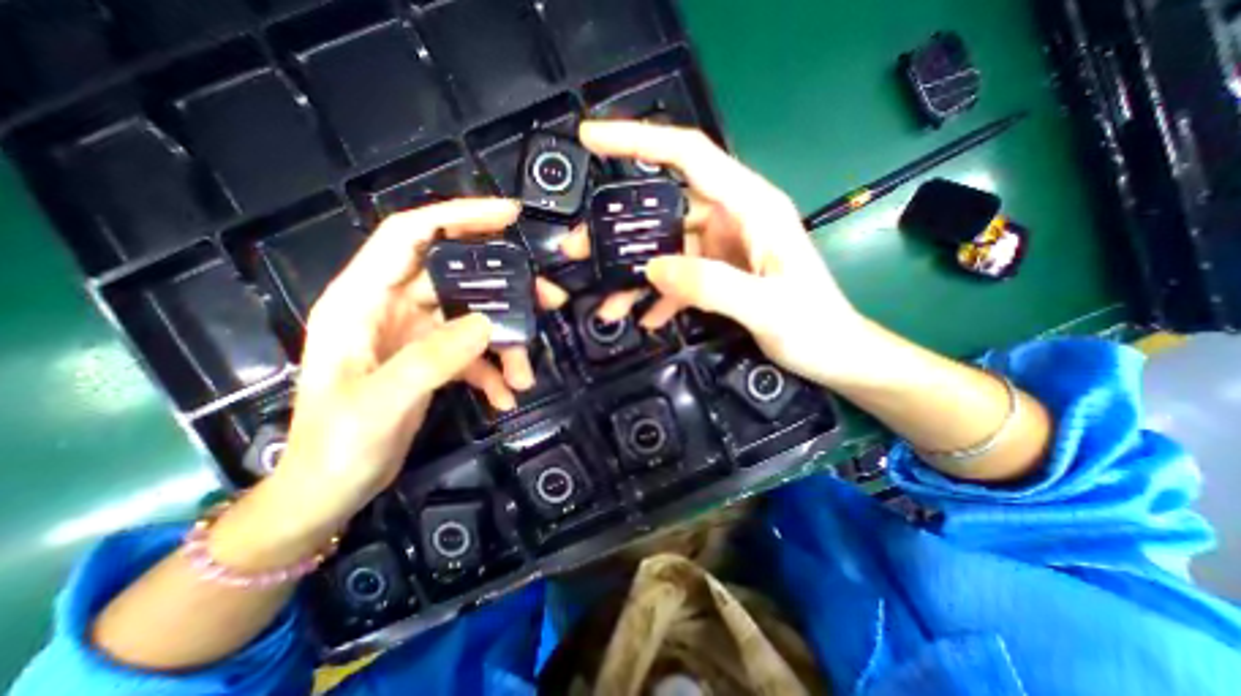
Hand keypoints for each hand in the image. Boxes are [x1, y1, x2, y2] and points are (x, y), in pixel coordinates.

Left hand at [272, 199, 564, 534]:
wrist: (330, 490)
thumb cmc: (336, 446)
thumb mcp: (380, 402)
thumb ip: (432, 358)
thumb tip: (487, 324)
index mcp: (362, 300)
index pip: (411, 234)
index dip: (459, 216)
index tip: (509, 216)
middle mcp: (391, 308)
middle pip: (458, 277)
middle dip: (505, 288)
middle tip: (548, 299)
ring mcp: (415, 335)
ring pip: (474, 318)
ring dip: (506, 343)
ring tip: (526, 373)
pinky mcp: (432, 360)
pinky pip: (473, 353)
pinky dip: (494, 371)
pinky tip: (506, 395)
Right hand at [564, 120, 871, 388]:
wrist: (833, 354)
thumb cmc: (813, 326)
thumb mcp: (767, 307)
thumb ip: (711, 285)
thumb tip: (653, 269)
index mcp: (750, 206)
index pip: (688, 155)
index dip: (639, 141)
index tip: (592, 139)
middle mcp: (732, 219)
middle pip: (664, 209)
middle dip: (619, 229)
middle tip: (580, 249)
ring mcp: (722, 247)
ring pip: (665, 249)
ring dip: (635, 274)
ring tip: (607, 302)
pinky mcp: (718, 273)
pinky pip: (679, 276)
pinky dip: (659, 296)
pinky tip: (645, 318)